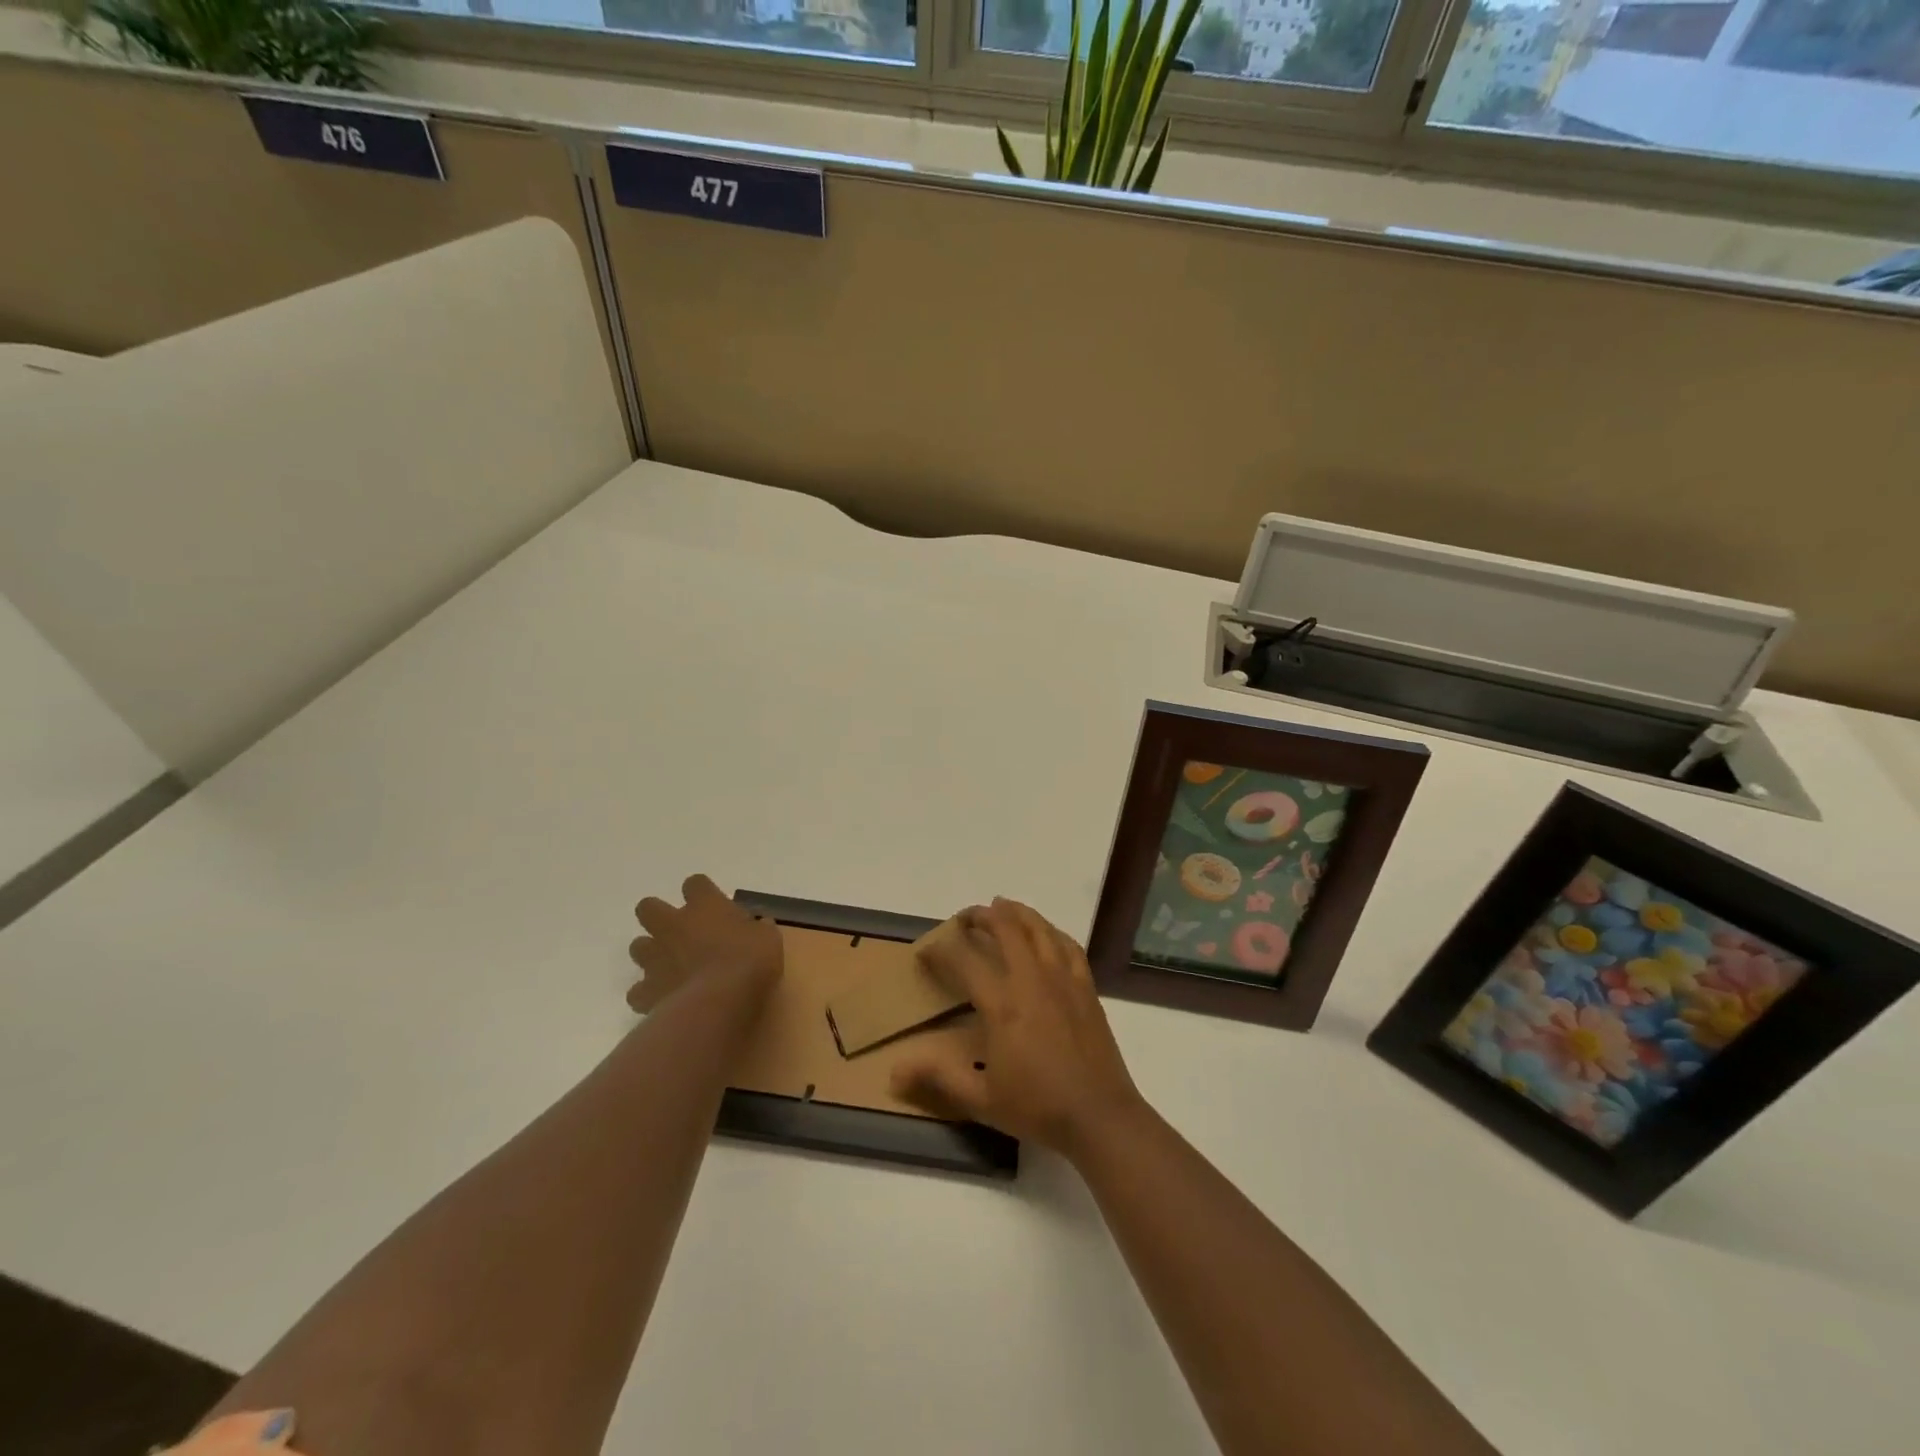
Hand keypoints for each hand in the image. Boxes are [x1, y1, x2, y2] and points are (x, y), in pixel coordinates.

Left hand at [626, 874, 782, 1013]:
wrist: (718, 1002)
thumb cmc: (749, 962)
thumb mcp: (768, 939)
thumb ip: (758, 928)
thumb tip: (759, 925)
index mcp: (704, 906)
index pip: (695, 883)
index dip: (701, 892)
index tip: (713, 904)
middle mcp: (673, 925)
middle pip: (648, 907)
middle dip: (658, 916)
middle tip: (679, 931)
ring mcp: (655, 958)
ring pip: (638, 946)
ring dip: (651, 953)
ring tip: (670, 966)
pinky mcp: (646, 990)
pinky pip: (638, 991)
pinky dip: (648, 994)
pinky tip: (664, 1000)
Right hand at [891, 898, 1147, 1158]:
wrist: (1099, 1116)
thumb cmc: (1038, 1107)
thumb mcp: (981, 1100)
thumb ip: (938, 1079)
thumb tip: (893, 1073)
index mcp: (1003, 1004)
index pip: (965, 960)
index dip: (942, 950)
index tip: (926, 950)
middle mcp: (1032, 980)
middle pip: (1006, 928)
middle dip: (981, 916)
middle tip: (965, 918)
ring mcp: (1063, 979)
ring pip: (1038, 929)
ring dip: (1016, 913)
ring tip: (1001, 906)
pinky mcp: (1086, 987)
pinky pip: (1067, 945)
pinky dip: (1051, 931)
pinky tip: (1045, 932)